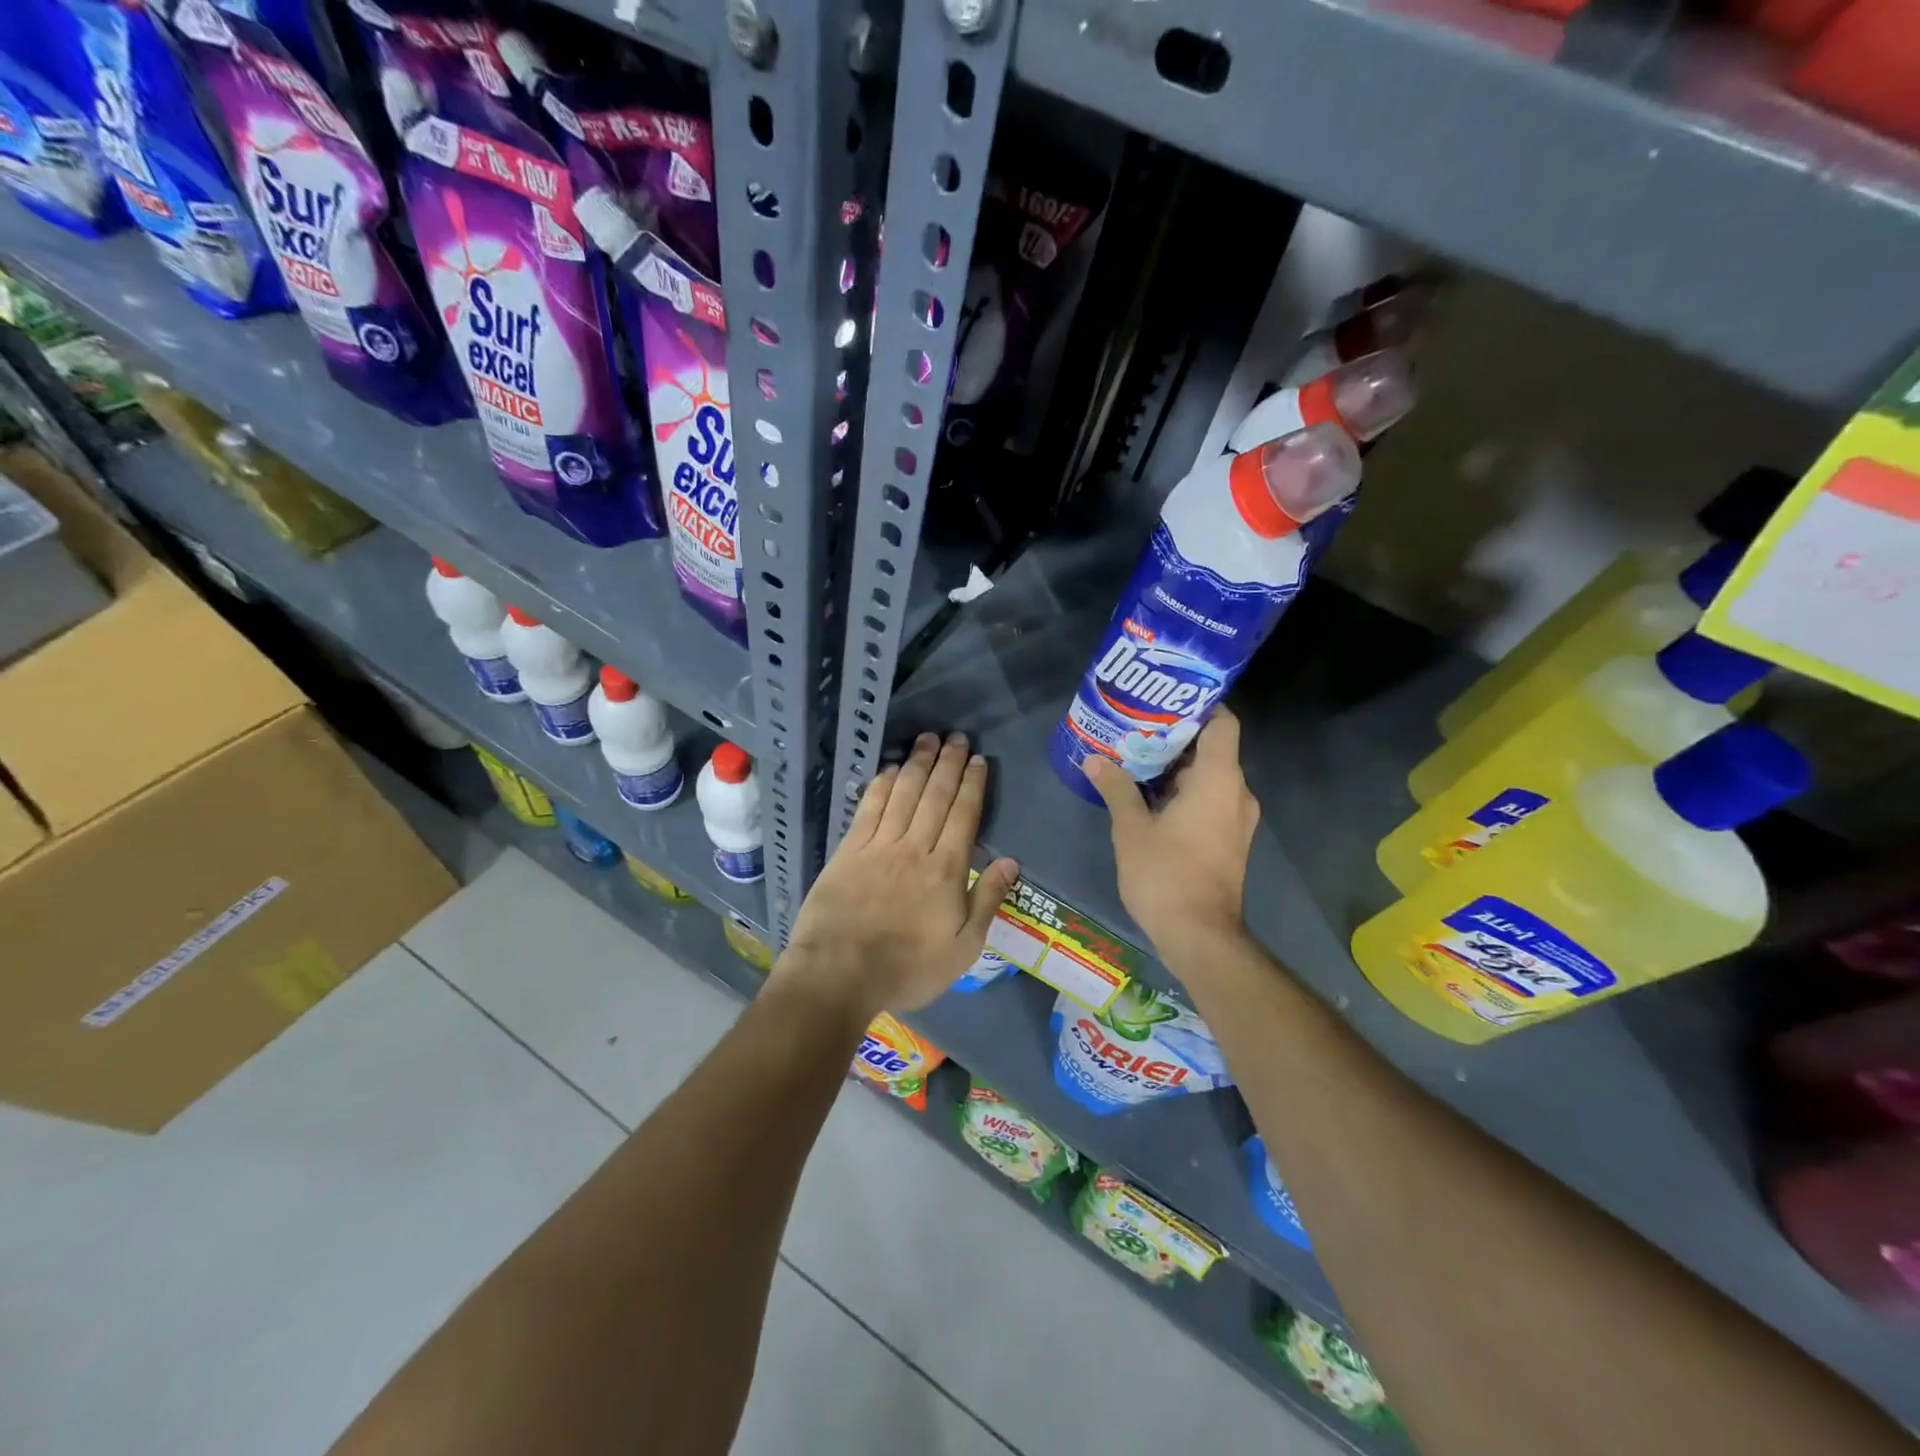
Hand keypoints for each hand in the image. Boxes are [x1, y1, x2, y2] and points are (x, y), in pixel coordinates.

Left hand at [779, 732, 1019, 1016]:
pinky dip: (882, 785)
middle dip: (948, 763)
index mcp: (947, 869)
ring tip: (927, 739)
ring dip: (917, 764)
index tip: (977, 759)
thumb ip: (987, 900)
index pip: (964, 815)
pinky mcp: (849, 850)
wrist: (840, 973)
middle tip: (956, 736)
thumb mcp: (963, 947)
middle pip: (935, 796)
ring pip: (904, 794)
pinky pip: (869, 808)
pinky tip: (890, 769)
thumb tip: (1011, 861)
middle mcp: (915, 847)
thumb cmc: (908, 967)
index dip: (972, 784)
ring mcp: (879, 845)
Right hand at [1083, 708, 1258, 959]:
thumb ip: (1116, 788)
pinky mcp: (1230, 841)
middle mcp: (1237, 793)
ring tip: (1136, 758)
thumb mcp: (1131, 828)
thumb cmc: (1165, 874)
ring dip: (1177, 768)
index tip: (1165, 700)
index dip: (1199, 705)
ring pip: (1210, 777)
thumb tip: (1094, 760)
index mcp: (1219, 779)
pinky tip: (1149, 796)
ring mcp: (1237, 819)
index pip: (1223, 722)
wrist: (1199, 936)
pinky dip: (1185, 792)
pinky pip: (1210, 801)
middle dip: (1176, 737)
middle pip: (1213, 749)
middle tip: (1136, 728)